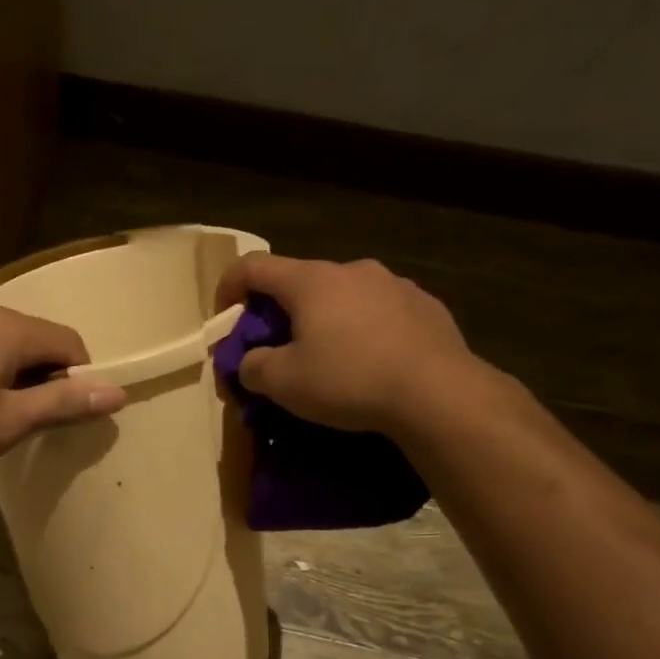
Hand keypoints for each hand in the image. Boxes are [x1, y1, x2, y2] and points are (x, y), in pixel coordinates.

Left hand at [0, 304, 126, 480]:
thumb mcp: (10, 421)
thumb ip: (64, 403)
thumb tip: (119, 392)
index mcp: (8, 328)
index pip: (69, 342)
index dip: (78, 379)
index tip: (63, 416)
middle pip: (39, 339)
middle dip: (48, 376)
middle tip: (33, 421)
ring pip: (10, 343)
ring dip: (19, 376)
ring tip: (2, 416)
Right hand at [215, 252, 490, 436]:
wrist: (436, 392)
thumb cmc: (348, 380)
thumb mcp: (283, 383)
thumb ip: (253, 367)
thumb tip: (252, 362)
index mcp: (311, 281)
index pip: (254, 266)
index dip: (229, 286)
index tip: (223, 316)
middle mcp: (352, 270)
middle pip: (301, 283)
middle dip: (280, 313)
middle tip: (277, 350)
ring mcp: (394, 284)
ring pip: (343, 297)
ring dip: (325, 321)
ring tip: (328, 361)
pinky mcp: (425, 306)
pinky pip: (379, 313)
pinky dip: (362, 332)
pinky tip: (369, 365)